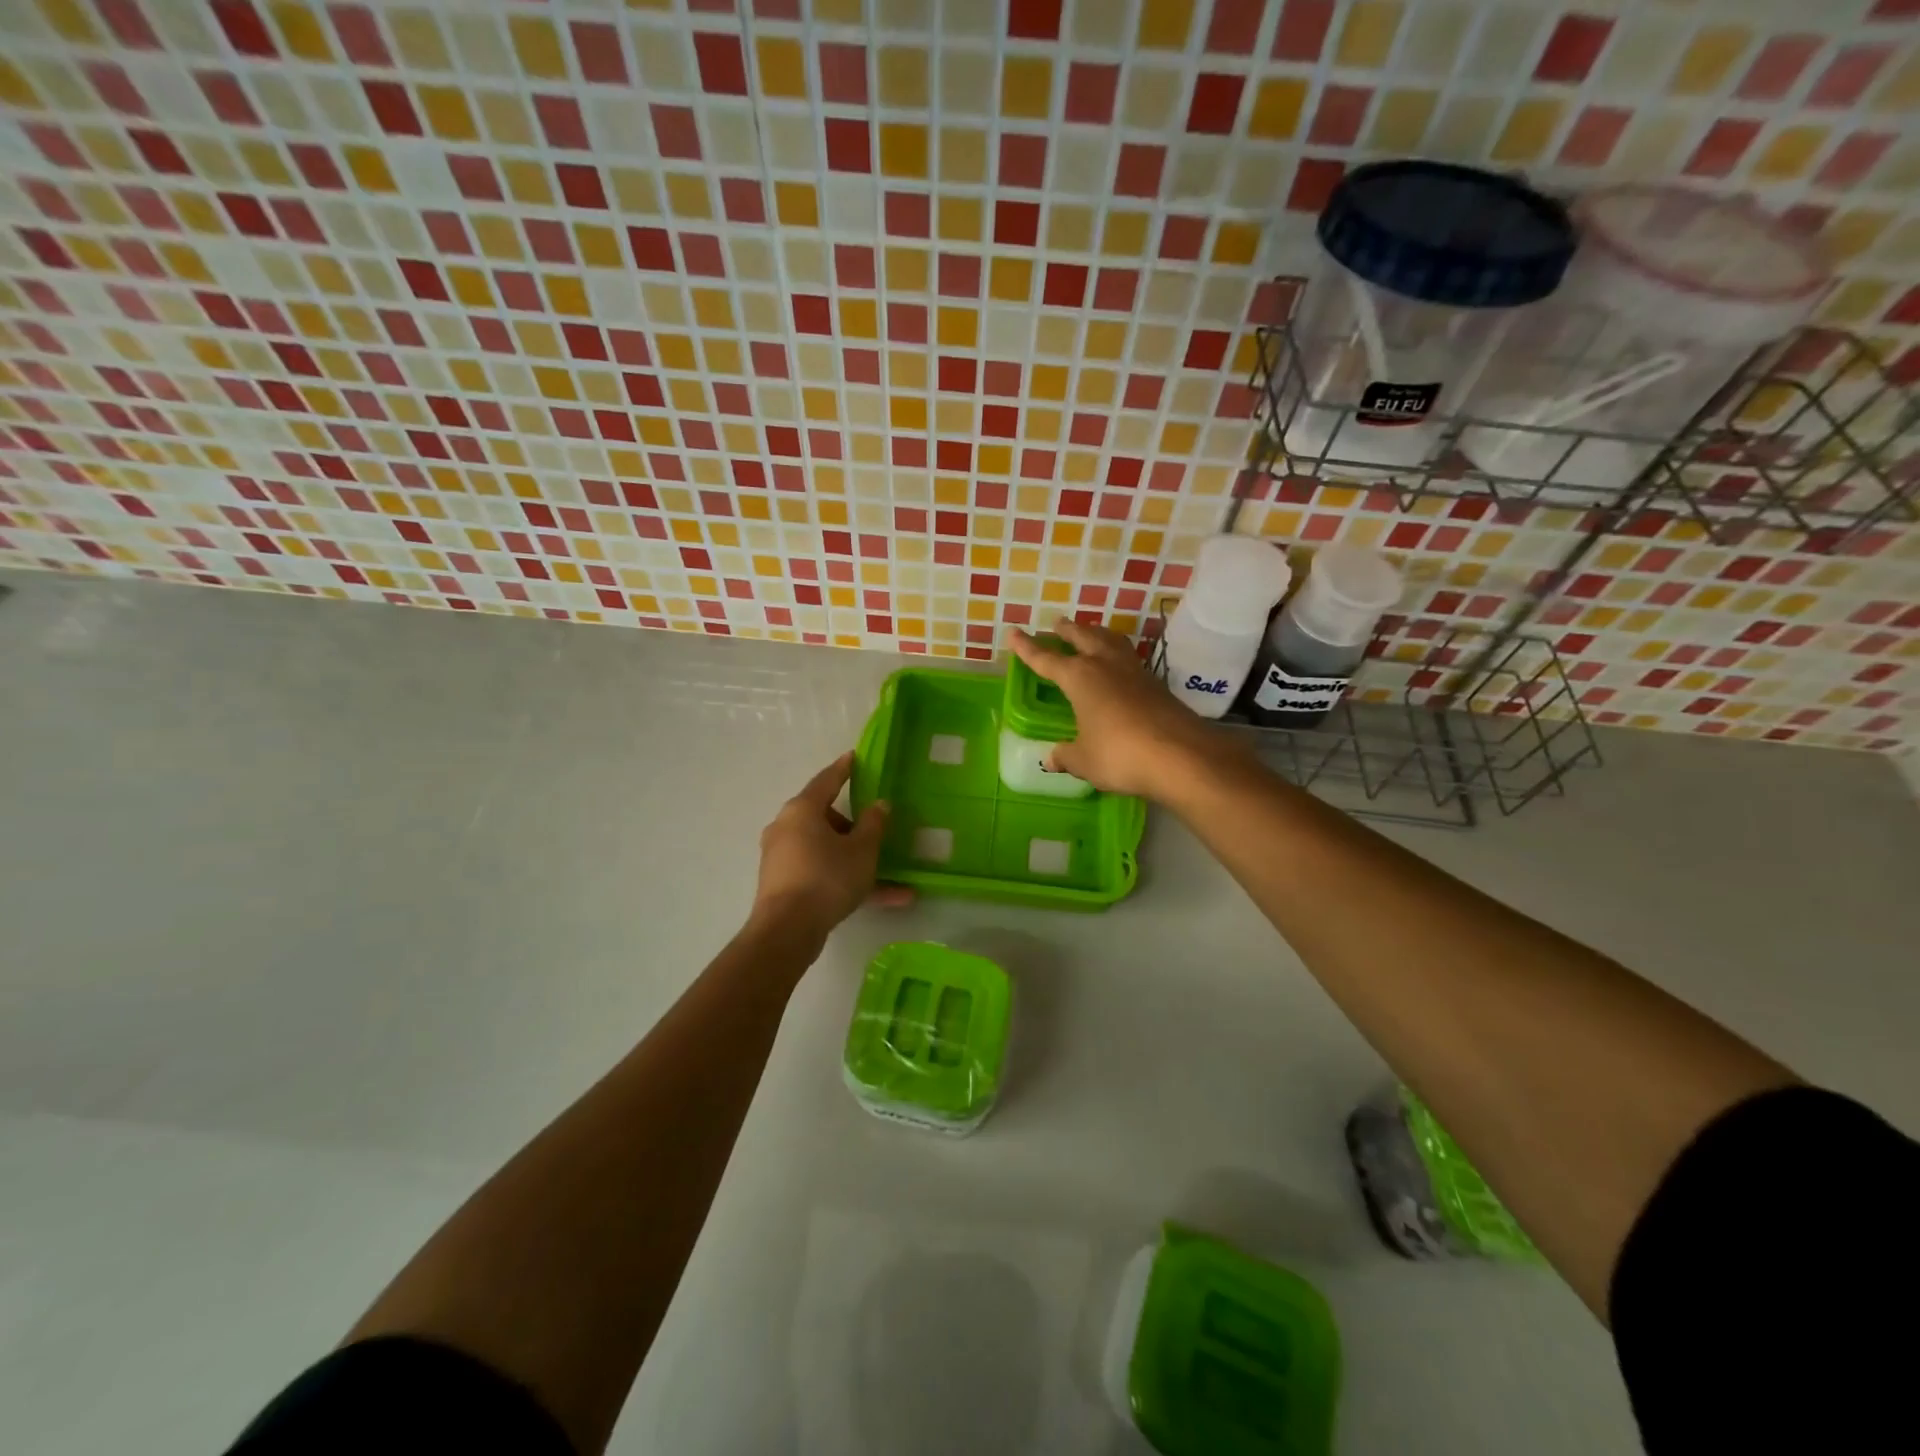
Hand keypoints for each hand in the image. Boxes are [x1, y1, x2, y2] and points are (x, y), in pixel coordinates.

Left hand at [751, 752, 889, 944]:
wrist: (787, 930)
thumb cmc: (827, 878)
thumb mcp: (862, 850)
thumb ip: (874, 824)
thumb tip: (879, 804)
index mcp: (802, 810)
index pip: (827, 780)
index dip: (844, 768)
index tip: (854, 757)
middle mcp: (787, 827)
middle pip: (825, 817)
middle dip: (853, 825)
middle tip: (875, 831)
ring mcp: (782, 857)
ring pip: (826, 850)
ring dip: (856, 859)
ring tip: (890, 876)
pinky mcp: (784, 884)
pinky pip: (822, 873)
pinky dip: (846, 880)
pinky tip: (884, 899)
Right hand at [1008, 619, 1220, 801]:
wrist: (1181, 756)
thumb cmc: (1120, 754)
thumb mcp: (1084, 760)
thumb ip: (1067, 756)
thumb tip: (1052, 758)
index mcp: (1080, 677)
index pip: (1046, 659)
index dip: (1028, 648)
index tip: (1014, 632)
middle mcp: (1106, 665)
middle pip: (1083, 637)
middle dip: (1067, 630)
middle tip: (1057, 624)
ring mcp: (1135, 672)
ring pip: (1110, 641)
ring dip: (1096, 634)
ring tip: (1089, 633)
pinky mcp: (1156, 684)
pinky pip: (1129, 659)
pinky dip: (1116, 654)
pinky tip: (1118, 665)